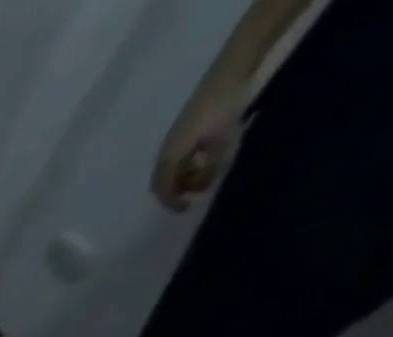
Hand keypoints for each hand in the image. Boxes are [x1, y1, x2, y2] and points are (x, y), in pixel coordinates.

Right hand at [152, 79, 244, 210]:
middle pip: (164, 181)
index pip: (163, 189)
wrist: (229, 72)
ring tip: (204, 176)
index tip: (186, 209)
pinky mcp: (184, 131)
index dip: (172, 202)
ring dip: (184, 176)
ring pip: (172, 169)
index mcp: (168, 158)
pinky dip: (189, 164)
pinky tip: (204, 159)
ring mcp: (173, 141)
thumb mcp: (222, 141)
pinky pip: (180, 156)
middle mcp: (165, 153)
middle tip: (195, 194)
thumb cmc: (222, 109)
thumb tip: (205, 184)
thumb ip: (211, 166)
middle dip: (177, 190)